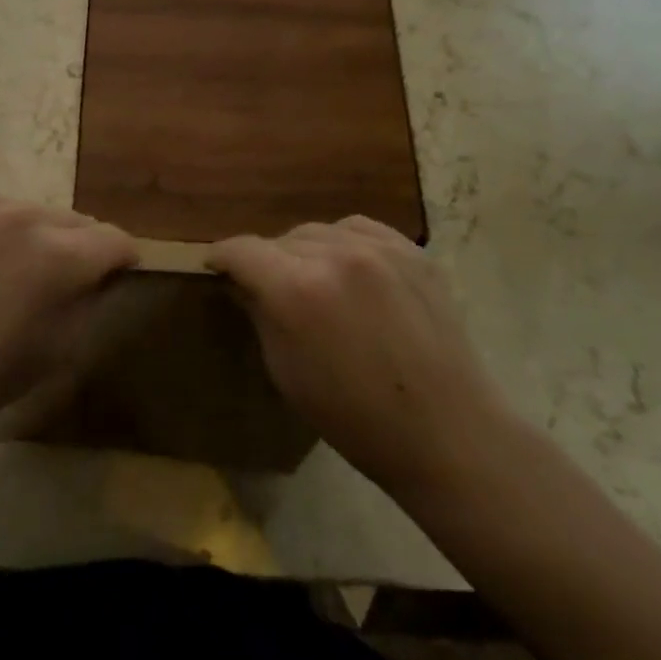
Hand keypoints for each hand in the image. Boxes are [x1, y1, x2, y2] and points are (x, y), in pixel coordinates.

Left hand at [0, 197, 136, 460]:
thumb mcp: (63, 348)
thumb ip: (94, 297)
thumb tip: (106, 271)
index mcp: (57, 256)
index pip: (115, 239)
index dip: (122, 261)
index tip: (114, 278)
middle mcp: (24, 216)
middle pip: (78, 220)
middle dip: (82, 248)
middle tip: (62, 282)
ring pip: (38, 212)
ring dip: (42, 236)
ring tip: (17, 273)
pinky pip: (0, 209)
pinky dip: (3, 231)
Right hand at [208, 217, 516, 500]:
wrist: (445, 430)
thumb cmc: (354, 417)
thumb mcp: (286, 371)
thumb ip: (260, 314)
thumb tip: (243, 283)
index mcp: (296, 289)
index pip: (243, 250)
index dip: (222, 256)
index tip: (214, 265)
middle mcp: (334, 254)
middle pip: (281, 239)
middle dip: (267, 260)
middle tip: (268, 286)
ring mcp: (378, 248)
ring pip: (319, 231)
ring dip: (304, 251)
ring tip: (311, 277)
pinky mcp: (412, 251)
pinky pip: (359, 229)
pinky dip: (342, 242)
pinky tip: (347, 266)